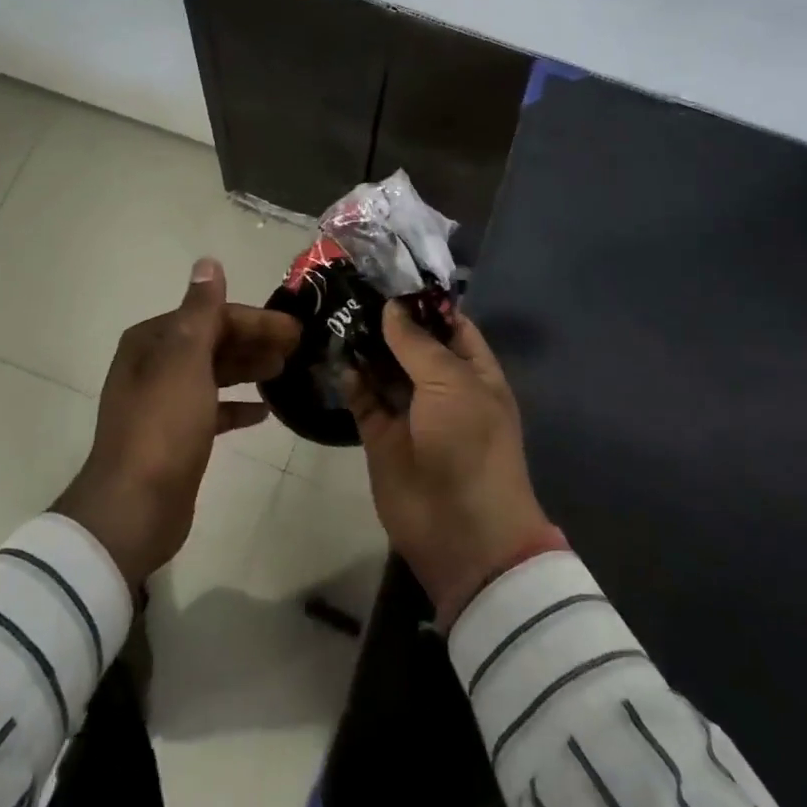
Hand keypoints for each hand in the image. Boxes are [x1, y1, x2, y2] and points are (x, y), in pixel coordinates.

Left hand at [53, 258, 298, 587]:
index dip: (254, 320)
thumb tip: (208, 262)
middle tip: (299, 348)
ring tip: (286, 371)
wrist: (134, 507)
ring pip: (214, 374)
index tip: (295, 329)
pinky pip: (212, 409)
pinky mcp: (176, 436)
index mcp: (152, 341)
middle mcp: (154, 365)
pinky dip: (237, 406)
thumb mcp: (185, 360)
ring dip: (248, 368)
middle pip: (213, 342)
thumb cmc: (164, 426)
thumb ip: (201, 311)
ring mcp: (163, 402)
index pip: (211, 316)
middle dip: (254, 342)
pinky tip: (264, 412)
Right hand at [354, 303, 557, 625]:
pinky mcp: (381, 436)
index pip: (450, 325)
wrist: (460, 530)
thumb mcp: (452, 383)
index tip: (389, 275)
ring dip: (364, 345)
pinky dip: (350, 378)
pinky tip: (333, 353)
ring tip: (334, 310)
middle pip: (412, 344)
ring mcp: (410, 412)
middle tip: (350, 286)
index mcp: (474, 372)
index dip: (424, 302)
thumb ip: (417, 343)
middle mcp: (442, 387)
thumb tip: (391, 308)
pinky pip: (363, 399)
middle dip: (386, 320)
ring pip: (384, 370)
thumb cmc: (470, 444)